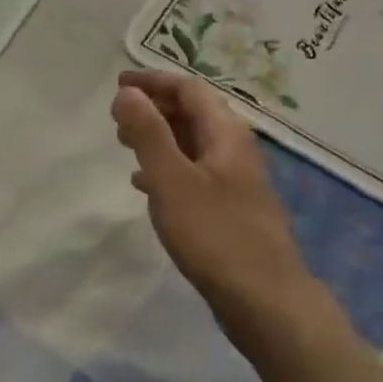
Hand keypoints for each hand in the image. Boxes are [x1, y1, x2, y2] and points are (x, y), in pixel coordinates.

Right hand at [112, 70, 322, 343]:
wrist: (265, 300)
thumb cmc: (215, 234)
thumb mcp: (171, 179)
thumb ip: (148, 133)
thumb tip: (128, 92)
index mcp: (226, 134)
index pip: (189, 89)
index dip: (153, 82)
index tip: (118, 84)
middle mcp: (235, 149)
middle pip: (194, 113)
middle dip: (155, 108)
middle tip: (116, 118)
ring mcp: (236, 181)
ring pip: (193, 143)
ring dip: (159, 137)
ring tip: (124, 145)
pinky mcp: (230, 209)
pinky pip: (194, 172)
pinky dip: (167, 167)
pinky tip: (145, 185)